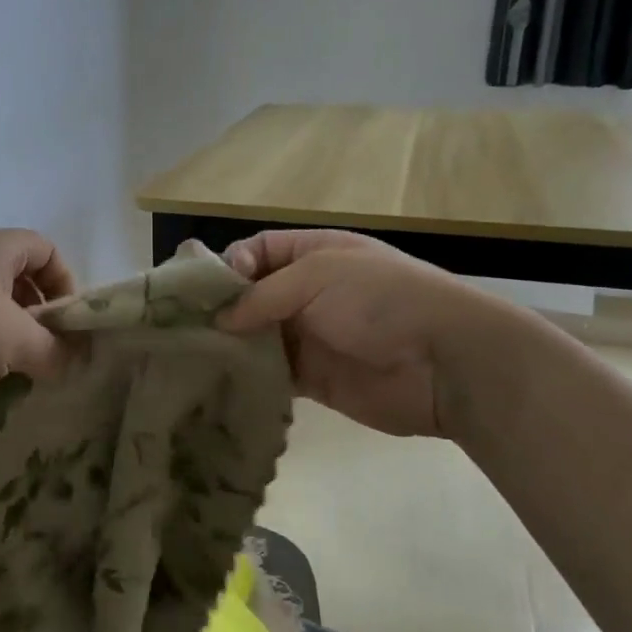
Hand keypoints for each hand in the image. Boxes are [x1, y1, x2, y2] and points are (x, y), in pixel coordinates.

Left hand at [0, 228, 76, 417]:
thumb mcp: (13, 342)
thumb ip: (53, 350)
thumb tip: (74, 360)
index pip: (46, 249)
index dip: (67, 283)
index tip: (68, 325)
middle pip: (16, 275)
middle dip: (36, 313)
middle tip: (44, 351)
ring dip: (5, 333)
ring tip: (12, 370)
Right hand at [219, 230, 496, 436]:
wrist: (444, 363)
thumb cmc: (381, 301)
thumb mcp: (319, 276)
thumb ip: (263, 294)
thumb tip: (220, 320)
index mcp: (314, 254)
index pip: (257, 251)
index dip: (228, 266)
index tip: (206, 292)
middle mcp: (307, 292)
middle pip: (251, 296)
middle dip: (221, 309)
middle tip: (186, 328)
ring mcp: (310, 336)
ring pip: (256, 336)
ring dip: (230, 344)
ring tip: (194, 356)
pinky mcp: (312, 378)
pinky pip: (271, 374)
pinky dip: (248, 376)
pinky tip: (220, 381)